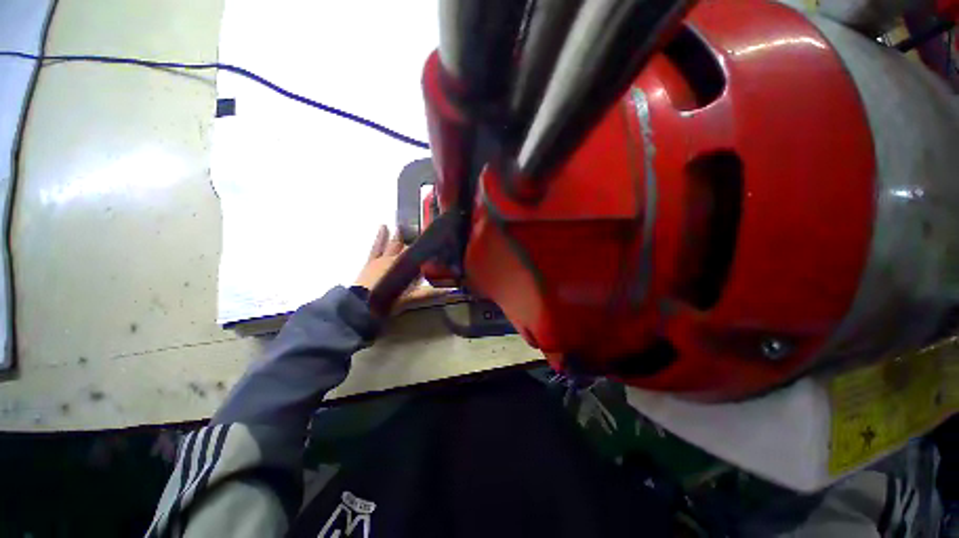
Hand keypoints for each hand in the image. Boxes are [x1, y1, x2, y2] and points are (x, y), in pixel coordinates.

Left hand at [355, 225, 447, 309]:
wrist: (363, 303)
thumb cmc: (389, 300)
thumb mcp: (412, 298)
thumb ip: (429, 293)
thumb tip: (448, 291)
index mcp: (408, 268)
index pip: (420, 256)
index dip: (428, 252)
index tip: (436, 246)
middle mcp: (397, 259)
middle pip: (408, 249)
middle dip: (415, 243)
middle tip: (422, 234)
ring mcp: (383, 259)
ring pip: (393, 244)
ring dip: (399, 236)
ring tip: (403, 226)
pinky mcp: (371, 261)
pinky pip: (377, 246)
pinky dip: (380, 236)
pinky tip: (383, 226)